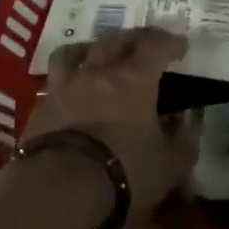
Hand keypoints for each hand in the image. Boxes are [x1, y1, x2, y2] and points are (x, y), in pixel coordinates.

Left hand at [25, 28, 197, 228]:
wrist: (59, 190)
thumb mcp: (168, 166)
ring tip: (94, 54)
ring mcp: (65, 87)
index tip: (180, 45)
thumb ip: (182, 144)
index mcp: (135, 79)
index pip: (156, 47)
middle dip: (133, 38)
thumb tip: (189, 127)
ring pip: (73, 52)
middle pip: (116, 40)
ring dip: (88, 49)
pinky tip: (68, 94)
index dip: (170, 42)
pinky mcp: (40, 108)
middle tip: (143, 43)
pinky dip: (64, 84)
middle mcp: (98, 72)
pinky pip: (52, 84)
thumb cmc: (123, 172)